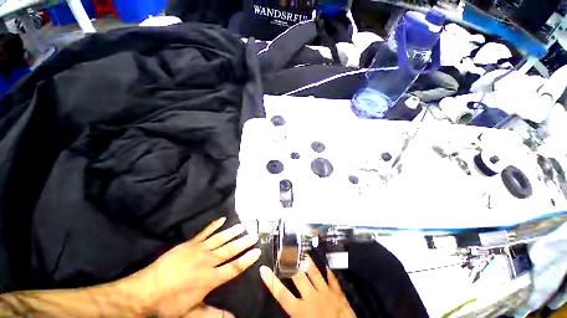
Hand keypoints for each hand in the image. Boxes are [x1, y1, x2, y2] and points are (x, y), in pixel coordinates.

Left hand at [133, 217, 260, 316]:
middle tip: (254, 235)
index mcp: (209, 279)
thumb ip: (214, 315)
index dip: (246, 259)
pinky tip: (222, 219)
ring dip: (232, 232)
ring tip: (243, 226)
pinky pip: (204, 232)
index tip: (257, 251)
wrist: (145, 291)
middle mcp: (207, 262)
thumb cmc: (169, 304)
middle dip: (243, 243)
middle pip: (230, 250)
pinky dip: (214, 225)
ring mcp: (198, 250)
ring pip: (220, 239)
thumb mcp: (192, 314)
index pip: (234, 267)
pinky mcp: (190, 244)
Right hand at [259, 257, 355, 317]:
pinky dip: (327, 270)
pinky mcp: (338, 292)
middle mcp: (312, 298)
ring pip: (314, 272)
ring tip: (301, 250)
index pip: (282, 294)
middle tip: (283, 250)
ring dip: (307, 261)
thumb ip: (293, 313)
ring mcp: (326, 293)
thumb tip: (285, 301)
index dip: (271, 281)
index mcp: (301, 311)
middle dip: (289, 262)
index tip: (263, 269)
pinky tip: (325, 263)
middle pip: (297, 276)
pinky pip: (331, 278)